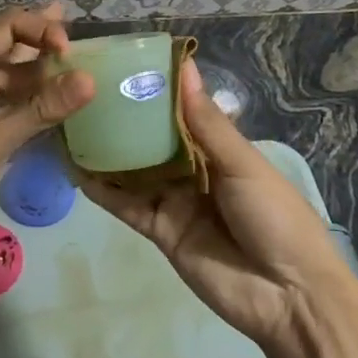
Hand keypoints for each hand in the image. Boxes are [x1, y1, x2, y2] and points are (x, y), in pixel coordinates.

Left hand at [0, 4, 94, 260]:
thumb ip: (42, 108)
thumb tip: (90, 80)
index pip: (6, 26)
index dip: (42, 30)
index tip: (74, 53)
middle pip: (9, 46)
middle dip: (45, 44)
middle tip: (87, 41)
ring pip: (10, 76)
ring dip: (42, 75)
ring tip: (83, 69)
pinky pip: (5, 101)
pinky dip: (31, 100)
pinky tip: (59, 101)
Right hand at [80, 60, 354, 352]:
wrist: (287, 296)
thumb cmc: (274, 216)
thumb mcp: (243, 163)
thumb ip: (207, 122)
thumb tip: (184, 67)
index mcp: (218, 147)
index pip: (179, 110)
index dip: (154, 89)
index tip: (121, 61)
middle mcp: (191, 169)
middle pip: (150, 138)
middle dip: (123, 117)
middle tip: (83, 88)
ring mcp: (173, 200)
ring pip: (133, 169)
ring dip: (106, 150)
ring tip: (69, 122)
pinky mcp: (159, 230)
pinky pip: (126, 205)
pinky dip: (102, 189)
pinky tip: (75, 168)